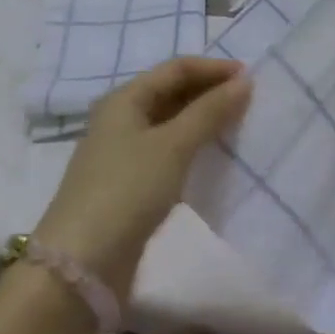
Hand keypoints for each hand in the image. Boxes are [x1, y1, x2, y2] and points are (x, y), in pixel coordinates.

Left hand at [34, 56, 251, 300]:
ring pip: (172, 124)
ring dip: (204, 121)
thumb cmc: (127, 190)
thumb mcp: (173, 145)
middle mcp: (122, 120)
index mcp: (125, 100)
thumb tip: (244, 83)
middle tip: (250, 103)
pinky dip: (194, 148)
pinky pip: (169, 152)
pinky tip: (216, 158)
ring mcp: (124, 154)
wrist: (82, 264)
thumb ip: (210, 111)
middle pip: (172, 93)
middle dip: (210, 93)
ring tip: (239, 127)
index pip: (176, 68)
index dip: (213, 69)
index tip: (252, 79)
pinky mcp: (131, 185)